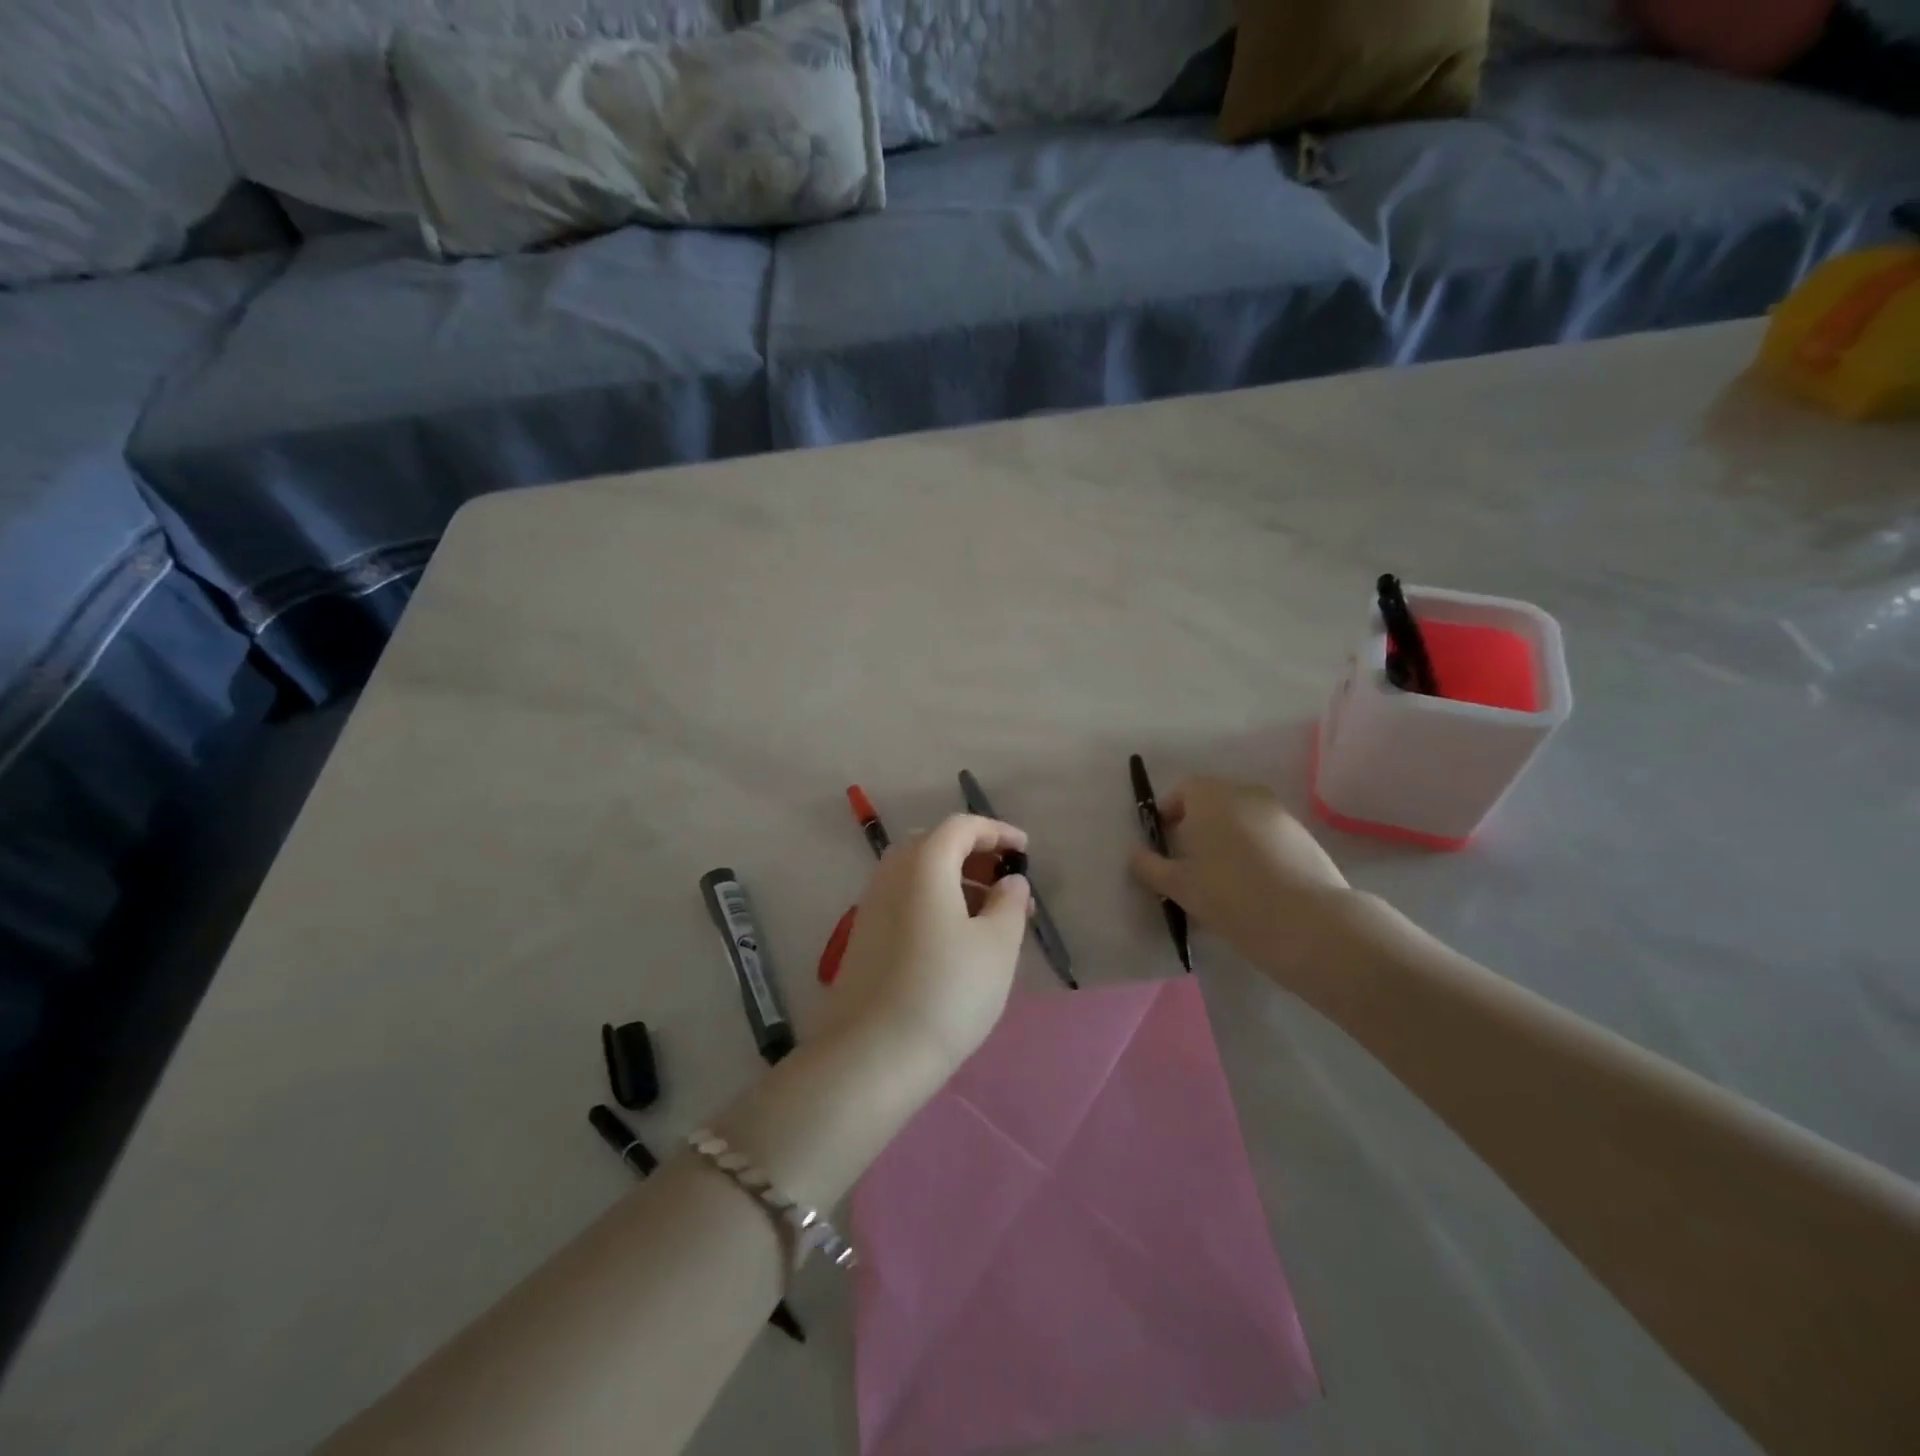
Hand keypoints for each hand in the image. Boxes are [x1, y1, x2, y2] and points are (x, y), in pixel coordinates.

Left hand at [826, 814, 1032, 1079]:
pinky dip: (935, 902)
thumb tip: (1009, 881)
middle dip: (975, 856)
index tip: (1025, 852)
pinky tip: (957, 940)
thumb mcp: (997, 946)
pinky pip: (905, 900)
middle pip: (935, 845)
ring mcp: (872, 905)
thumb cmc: (947, 991)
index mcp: (924, 864)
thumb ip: (1009, 903)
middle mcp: (891, 874)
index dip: (997, 832)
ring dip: (956, 882)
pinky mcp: (864, 937)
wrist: (872, 1055)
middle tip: (1007, 884)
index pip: (961, 827)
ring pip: (918, 875)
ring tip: (990, 917)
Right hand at [1129, 777, 1358, 992]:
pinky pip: (1265, 835)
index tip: (1163, 845)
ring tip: (1220, 880)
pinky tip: (1253, 887)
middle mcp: (1245, 793)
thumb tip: (1137, 855)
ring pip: (1240, 819)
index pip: (1182, 790)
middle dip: (1196, 827)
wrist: (1310, 923)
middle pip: (1212, 802)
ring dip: (1226, 840)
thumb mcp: (1179, 886)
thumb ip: (1150, 867)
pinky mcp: (1304, 836)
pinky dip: (1253, 851)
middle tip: (1188, 865)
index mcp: (1211, 795)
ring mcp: (1279, 813)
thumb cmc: (1231, 896)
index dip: (1167, 814)